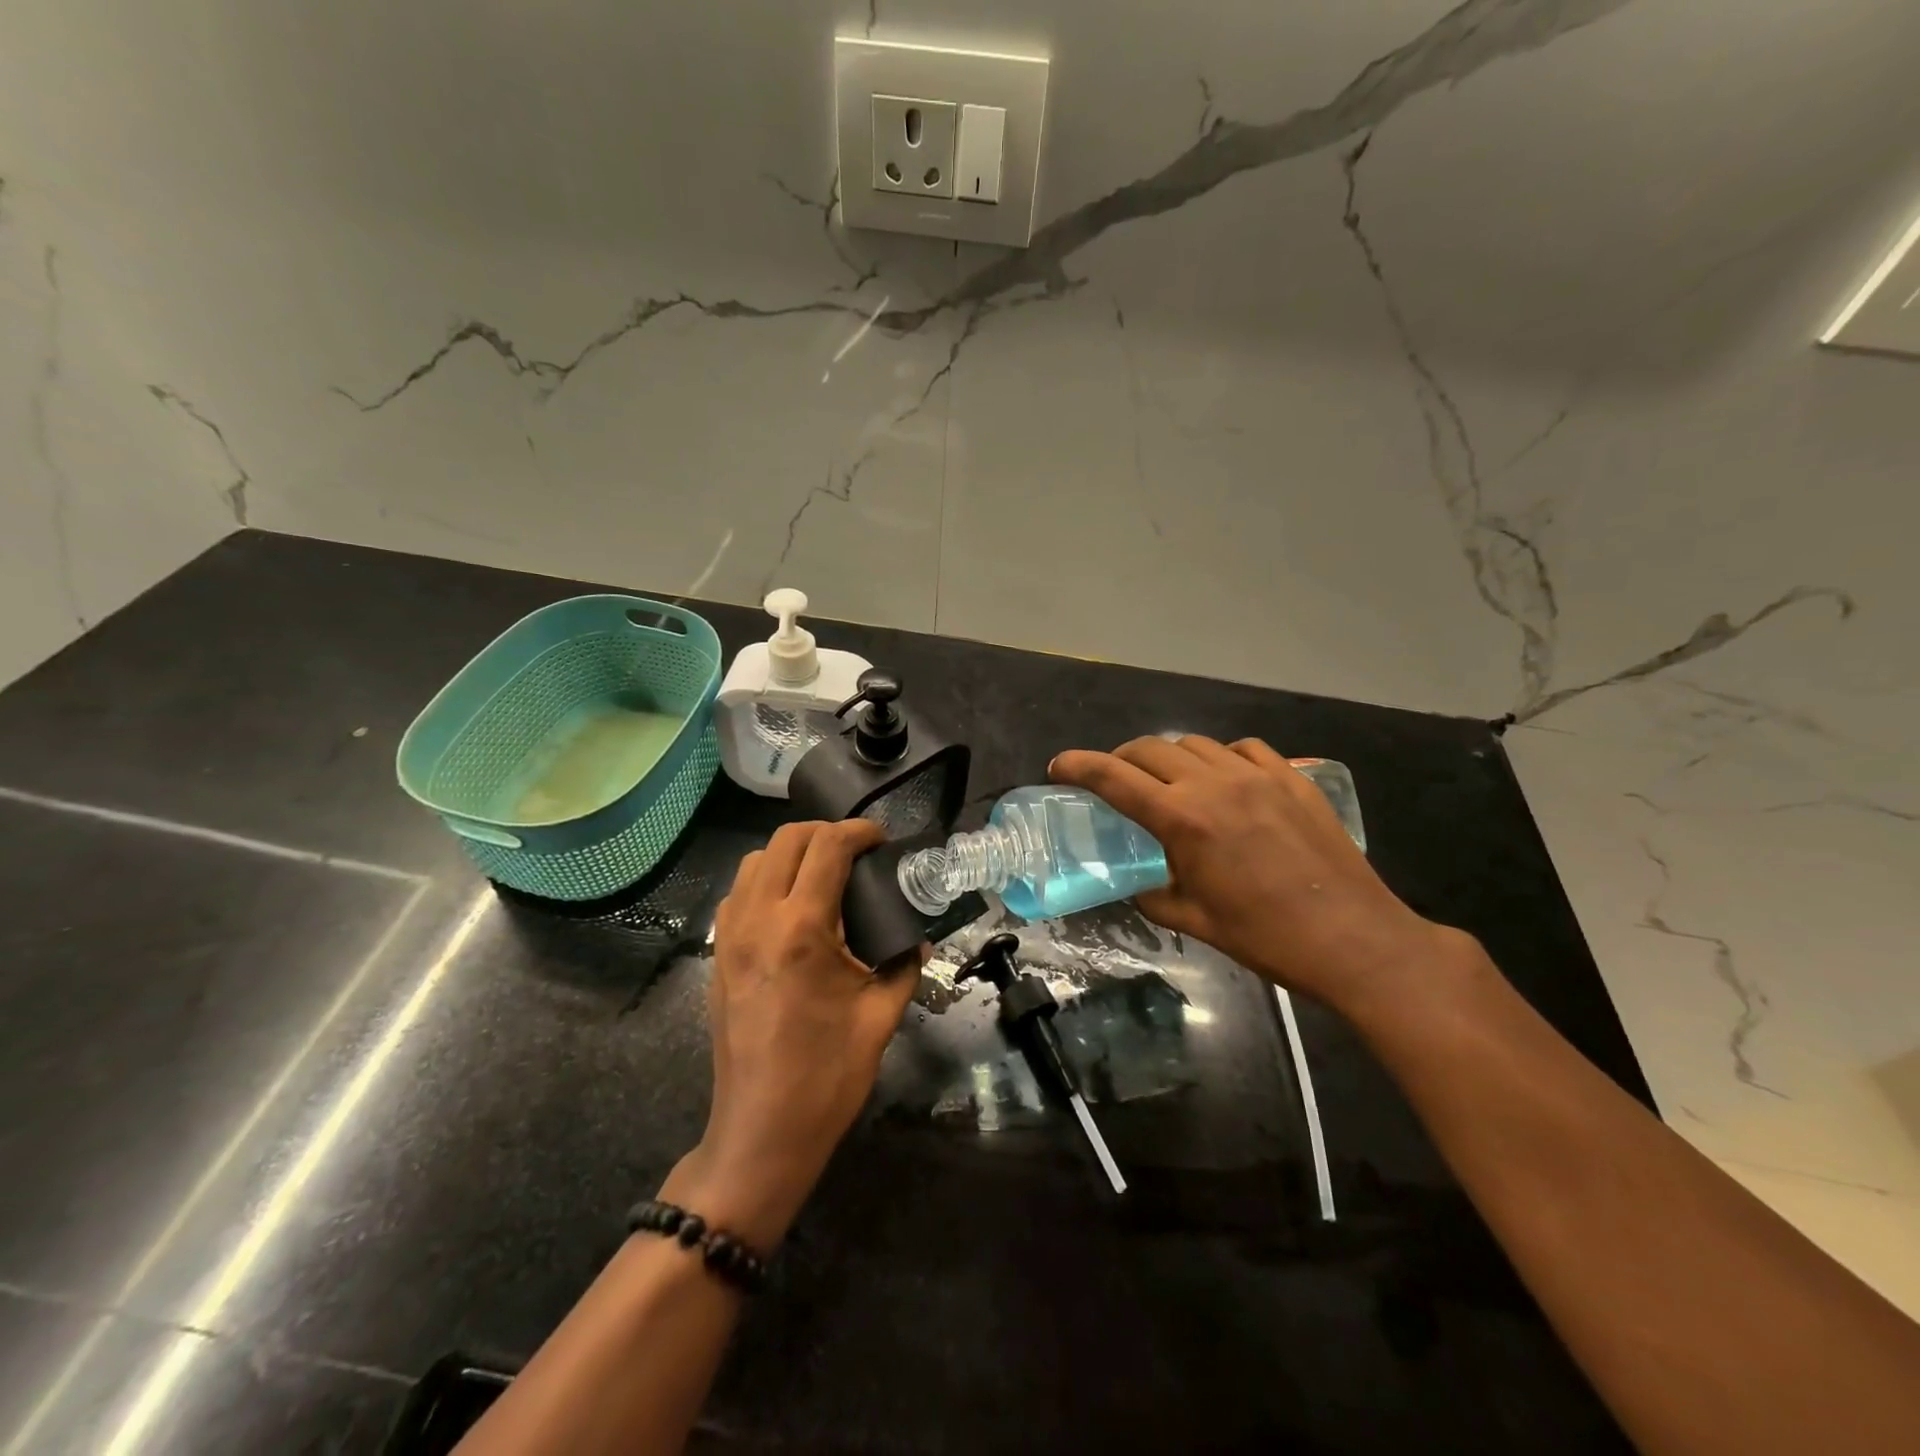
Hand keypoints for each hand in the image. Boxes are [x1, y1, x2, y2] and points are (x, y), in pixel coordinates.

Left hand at [662, 819, 921, 1249]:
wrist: (761, 1131)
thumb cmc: (826, 1076)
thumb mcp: (880, 1016)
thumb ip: (902, 965)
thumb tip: (918, 941)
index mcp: (802, 929)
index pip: (827, 848)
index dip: (858, 831)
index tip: (881, 839)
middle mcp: (758, 919)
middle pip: (786, 839)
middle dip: (826, 833)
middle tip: (857, 852)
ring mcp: (730, 935)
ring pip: (756, 860)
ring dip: (792, 853)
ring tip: (824, 874)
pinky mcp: (717, 954)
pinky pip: (739, 892)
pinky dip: (766, 880)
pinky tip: (792, 907)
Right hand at [1050, 736, 1452, 1012]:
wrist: (1353, 939)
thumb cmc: (1265, 936)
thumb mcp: (1194, 919)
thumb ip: (1153, 894)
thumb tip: (1138, 885)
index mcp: (1183, 820)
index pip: (1115, 778)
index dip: (1080, 766)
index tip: (1058, 765)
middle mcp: (1214, 784)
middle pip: (1151, 749)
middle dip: (1121, 759)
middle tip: (1113, 779)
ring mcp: (1258, 775)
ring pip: (1196, 744)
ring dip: (1170, 757)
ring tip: (1169, 780)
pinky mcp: (1293, 779)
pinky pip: (1245, 749)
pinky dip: (1222, 757)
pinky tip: (1225, 778)